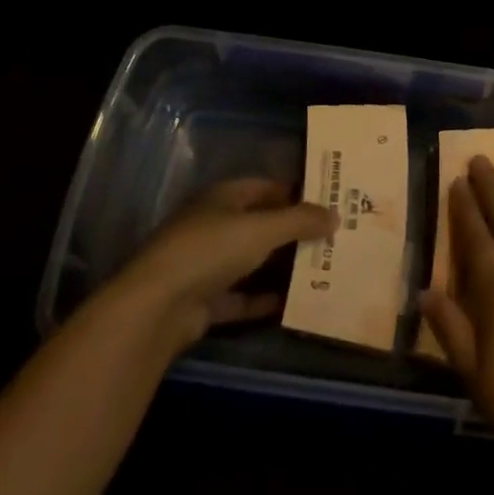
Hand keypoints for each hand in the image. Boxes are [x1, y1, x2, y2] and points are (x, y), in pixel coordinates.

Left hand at [111, 178, 334, 353]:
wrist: (158, 307)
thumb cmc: (211, 250)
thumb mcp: (263, 229)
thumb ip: (300, 220)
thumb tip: (335, 214)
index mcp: (223, 197)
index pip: (265, 187)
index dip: (295, 192)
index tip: (327, 202)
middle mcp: (214, 225)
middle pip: (260, 224)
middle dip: (293, 232)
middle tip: (332, 238)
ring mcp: (207, 264)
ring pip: (252, 261)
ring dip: (281, 267)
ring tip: (322, 270)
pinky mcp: (204, 301)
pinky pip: (242, 297)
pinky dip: (264, 299)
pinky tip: (293, 303)